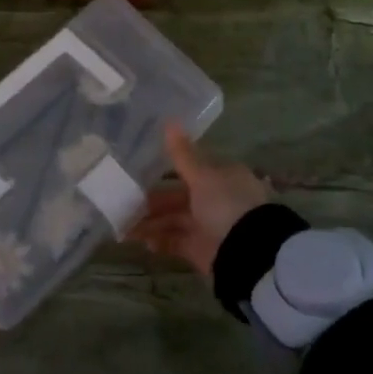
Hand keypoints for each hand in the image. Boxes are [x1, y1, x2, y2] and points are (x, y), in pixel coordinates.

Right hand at [128, 125, 272, 280]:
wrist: (246, 252)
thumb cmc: (226, 204)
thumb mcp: (203, 176)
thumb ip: (182, 154)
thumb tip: (169, 121)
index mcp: (222, 177)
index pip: (191, 170)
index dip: (167, 170)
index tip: (140, 171)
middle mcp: (217, 200)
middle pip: (179, 197)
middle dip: (154, 201)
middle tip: (125, 201)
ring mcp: (209, 226)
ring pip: (175, 220)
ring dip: (152, 223)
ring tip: (126, 226)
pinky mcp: (202, 250)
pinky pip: (177, 242)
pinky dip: (161, 241)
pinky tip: (144, 242)